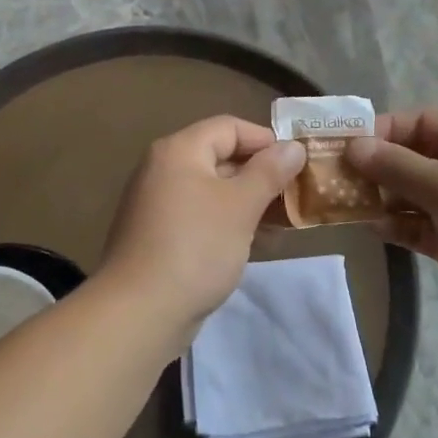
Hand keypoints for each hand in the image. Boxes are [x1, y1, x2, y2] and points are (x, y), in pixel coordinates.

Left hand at [99, 116, 305, 330]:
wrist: (140, 311)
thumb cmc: (196, 247)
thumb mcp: (241, 206)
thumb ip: (269, 172)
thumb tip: (293, 147)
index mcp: (179, 150)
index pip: (228, 126)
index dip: (265, 140)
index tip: (296, 164)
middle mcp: (162, 169)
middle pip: (219, 156)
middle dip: (260, 174)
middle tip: (295, 194)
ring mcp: (157, 204)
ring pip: (212, 190)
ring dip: (248, 201)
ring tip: (282, 221)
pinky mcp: (157, 236)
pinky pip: (200, 216)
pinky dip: (227, 222)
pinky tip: (254, 243)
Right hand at [346, 109, 437, 340]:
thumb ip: (397, 165)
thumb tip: (353, 146)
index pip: (417, 121)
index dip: (380, 130)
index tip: (343, 146)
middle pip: (408, 157)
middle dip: (372, 165)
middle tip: (331, 177)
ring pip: (406, 193)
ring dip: (377, 196)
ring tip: (341, 202)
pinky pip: (413, 225)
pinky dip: (392, 225)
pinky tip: (369, 227)